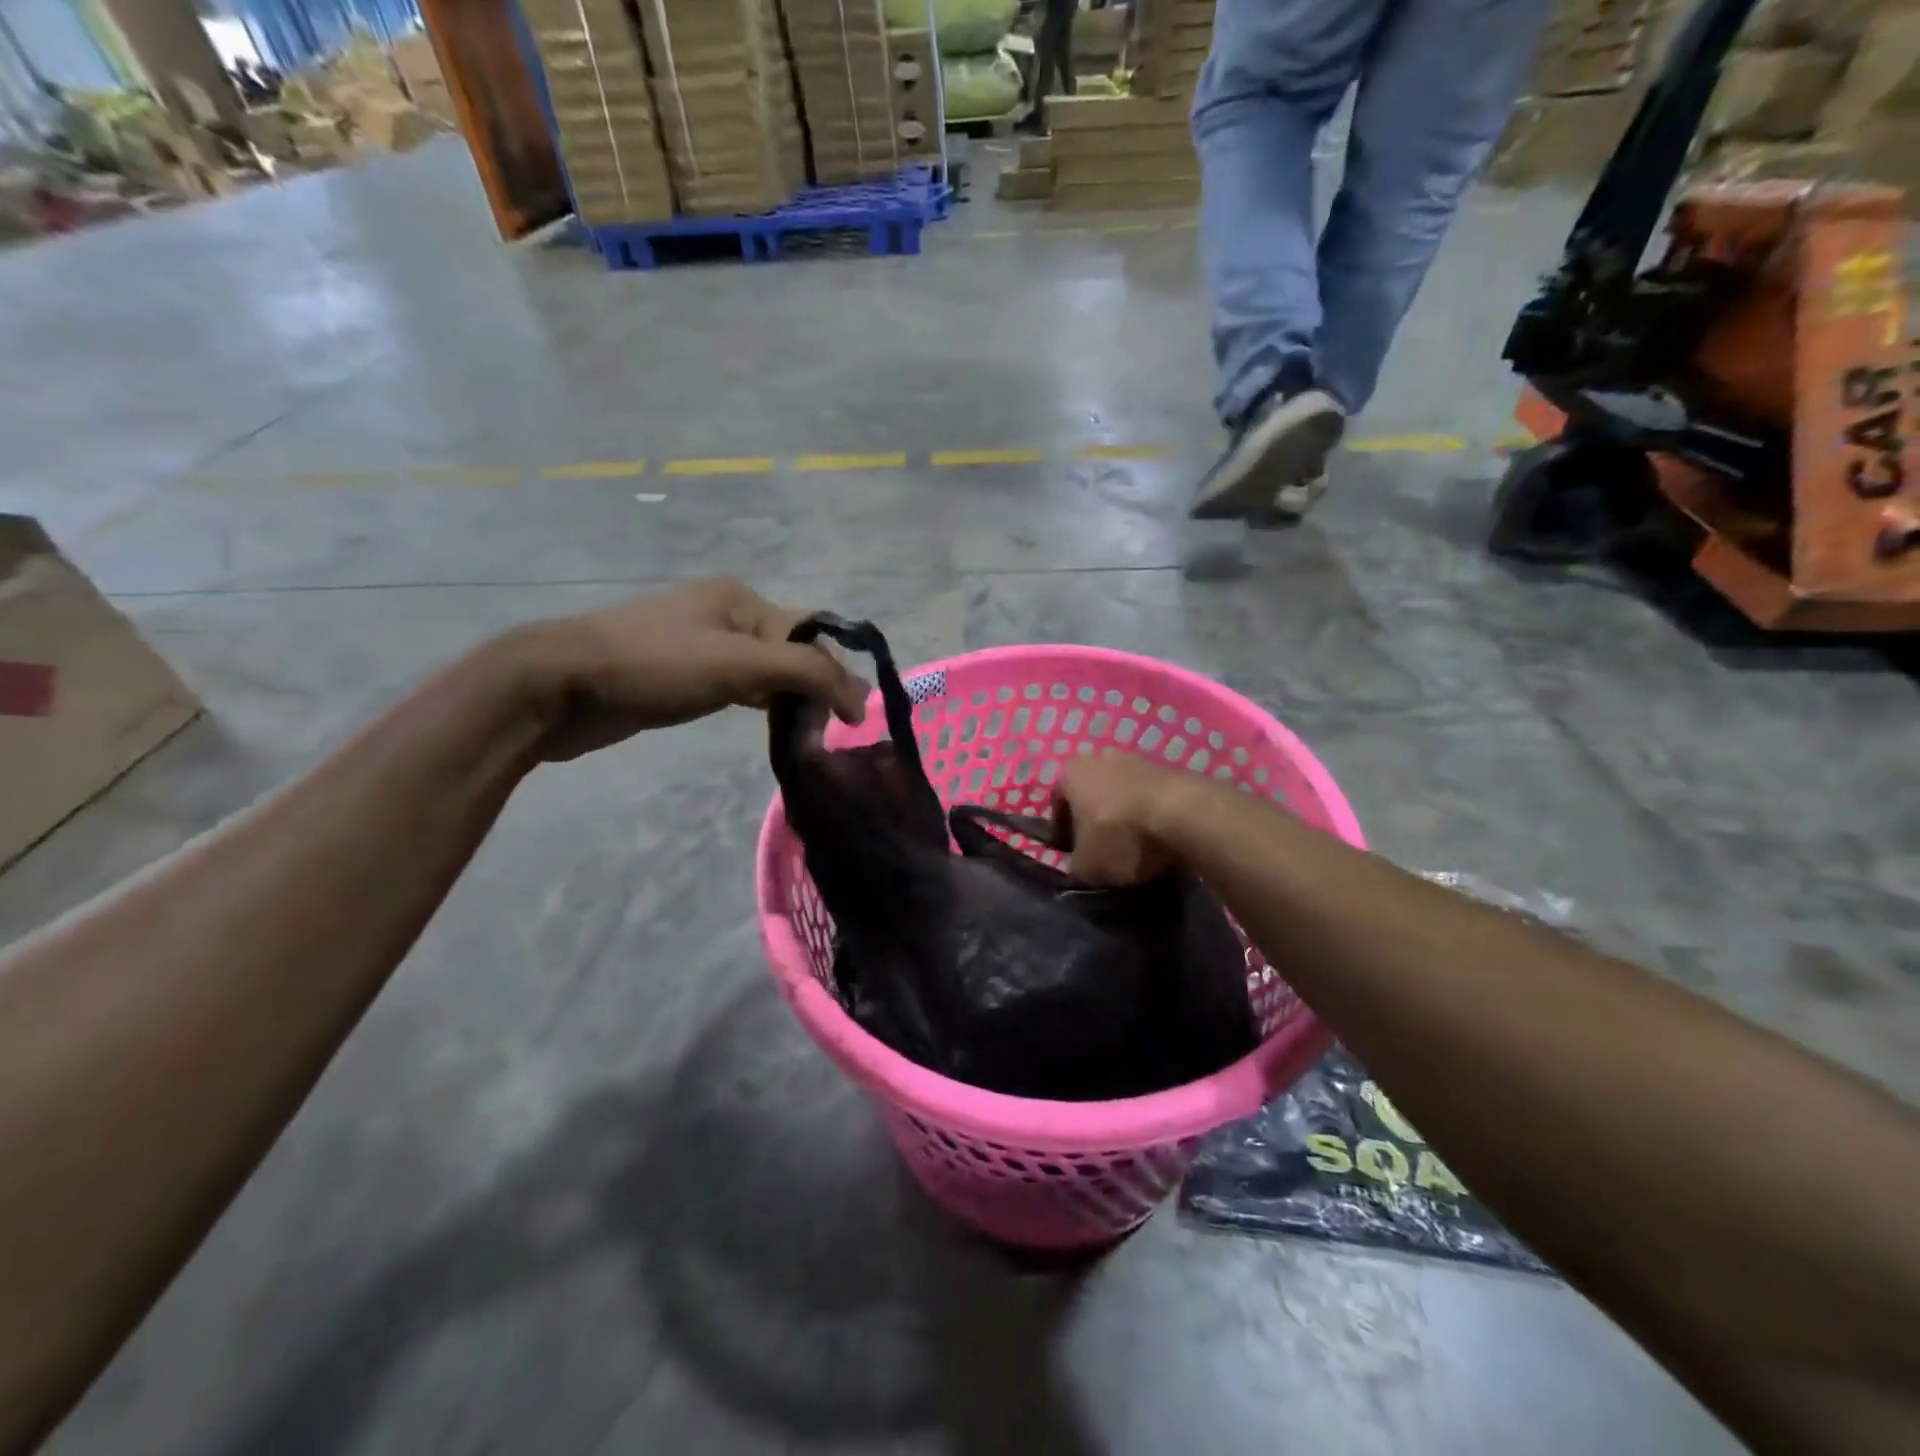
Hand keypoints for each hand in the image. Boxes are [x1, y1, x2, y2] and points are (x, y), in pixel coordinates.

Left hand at [514, 578, 869, 760]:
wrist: (556, 686)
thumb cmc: (653, 665)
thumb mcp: (737, 663)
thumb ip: (804, 673)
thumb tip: (859, 698)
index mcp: (741, 598)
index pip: (809, 637)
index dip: (834, 677)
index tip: (850, 723)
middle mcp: (724, 612)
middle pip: (789, 652)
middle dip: (812, 691)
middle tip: (822, 736)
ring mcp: (699, 643)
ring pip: (764, 672)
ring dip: (788, 701)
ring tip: (804, 737)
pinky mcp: (680, 674)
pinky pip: (736, 686)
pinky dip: (759, 704)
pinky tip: (768, 725)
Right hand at [1052, 752, 1195, 884]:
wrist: (1183, 814)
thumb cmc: (1119, 835)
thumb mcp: (1086, 866)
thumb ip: (1075, 865)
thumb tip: (1081, 865)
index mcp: (1069, 773)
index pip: (1057, 805)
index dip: (1064, 833)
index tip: (1075, 855)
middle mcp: (1099, 757)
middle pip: (1090, 794)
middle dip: (1095, 820)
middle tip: (1104, 850)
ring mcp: (1136, 759)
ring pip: (1121, 793)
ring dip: (1124, 815)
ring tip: (1136, 846)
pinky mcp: (1169, 767)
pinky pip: (1149, 796)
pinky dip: (1149, 813)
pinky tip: (1159, 836)